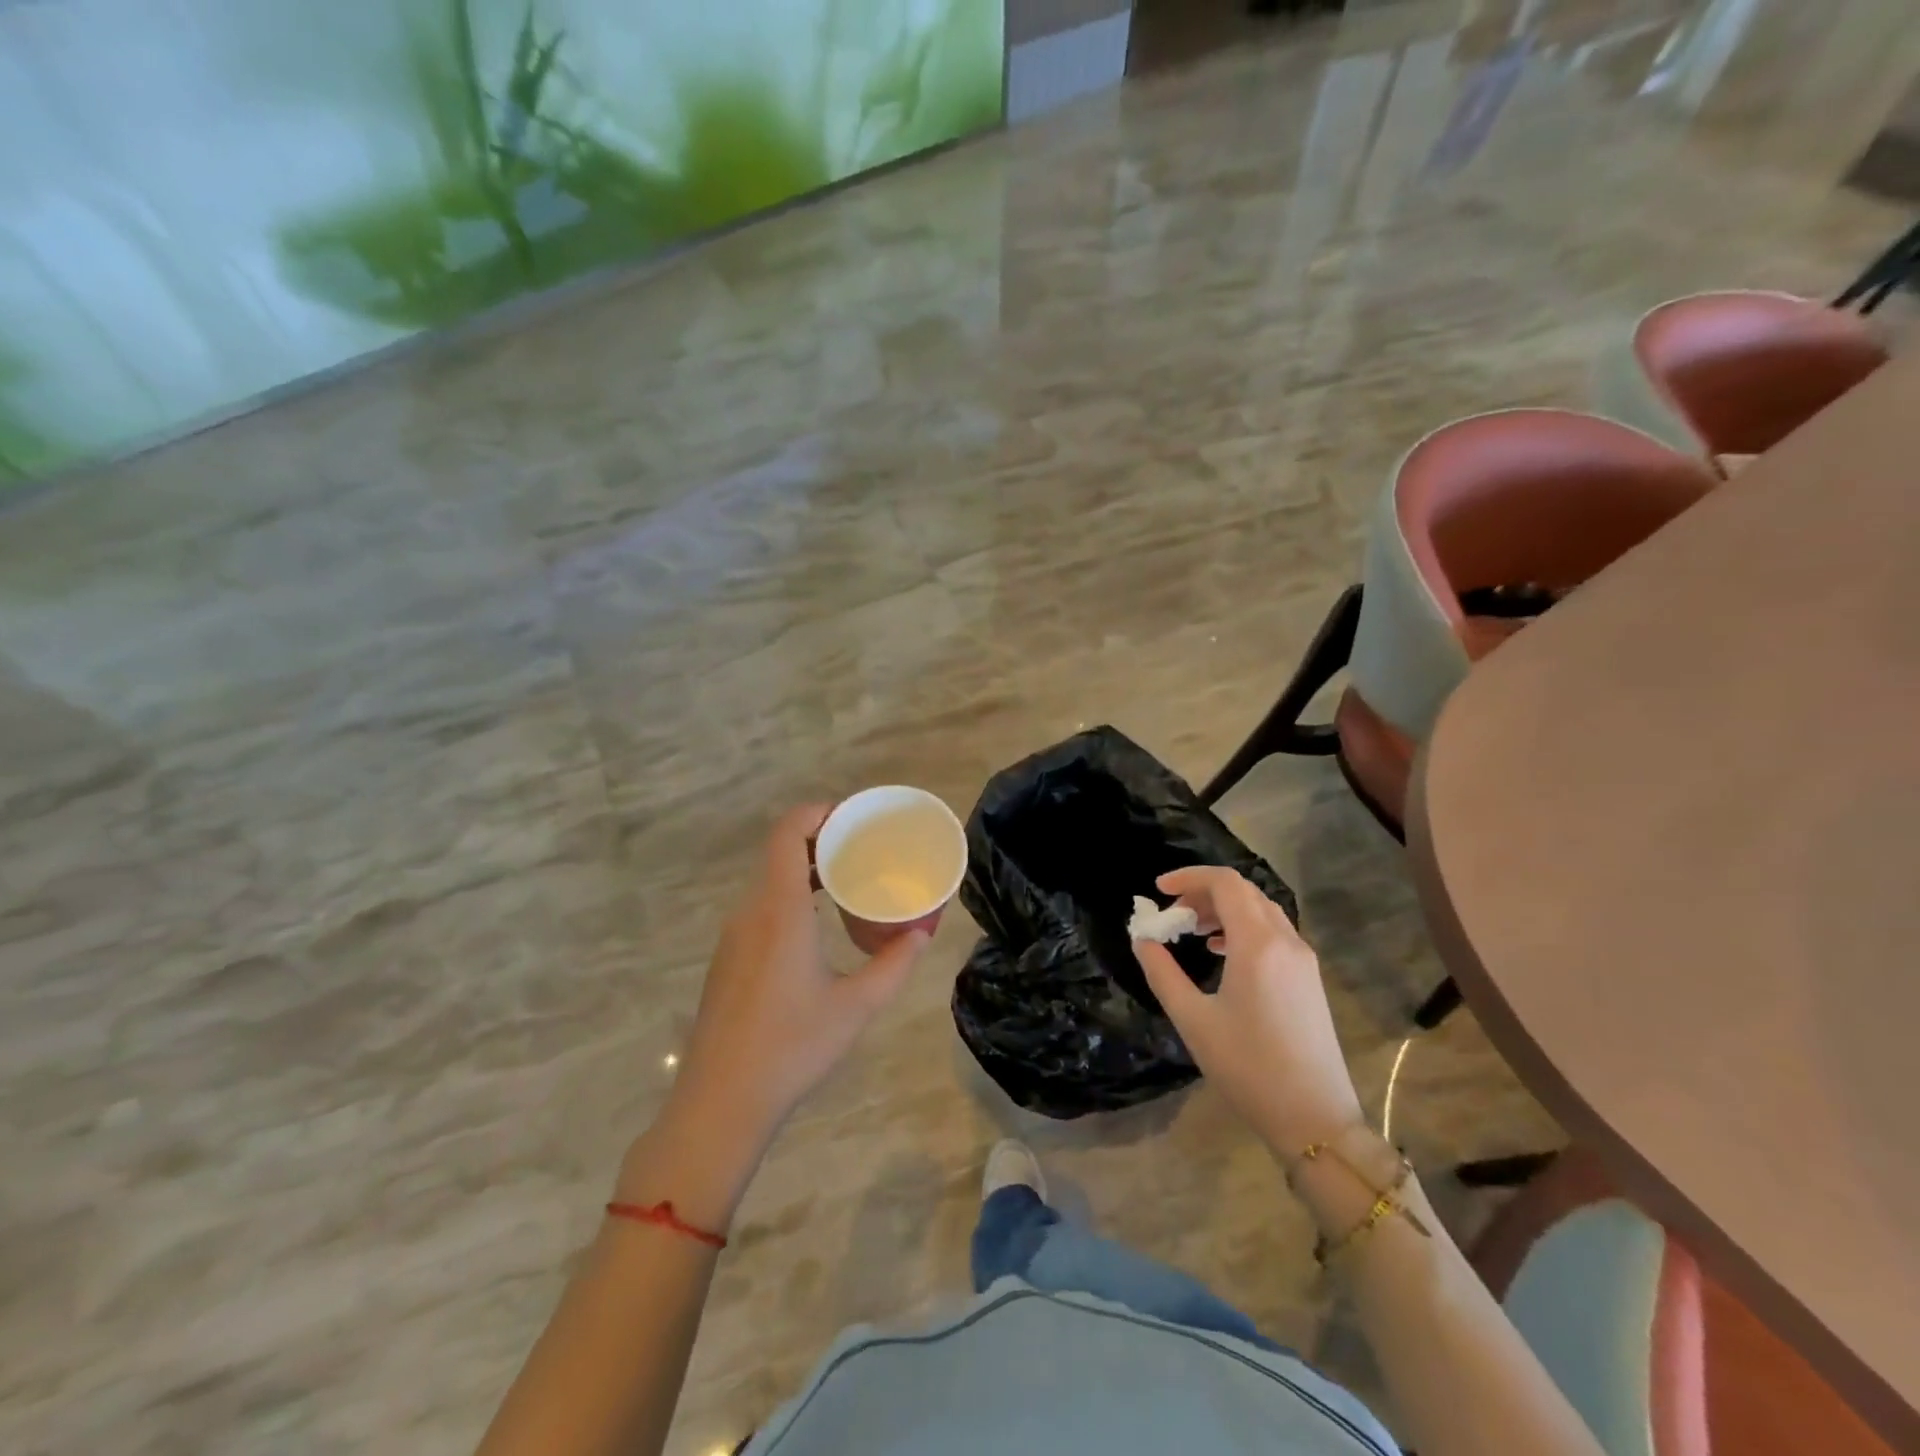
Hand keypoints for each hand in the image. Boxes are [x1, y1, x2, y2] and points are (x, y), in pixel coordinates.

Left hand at [668, 804, 931, 1149]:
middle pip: (779, 851)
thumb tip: (921, 934)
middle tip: (862, 848)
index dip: (817, 812)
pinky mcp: (728, 958)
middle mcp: (751, 912)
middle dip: (820, 839)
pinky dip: (789, 895)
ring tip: (846, 880)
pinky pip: (760, 906)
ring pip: (768, 880)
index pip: (788, 832)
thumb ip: (894, 965)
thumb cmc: (792, 1046)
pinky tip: (815, 924)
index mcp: (779, 910)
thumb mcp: (856, 1006)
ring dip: (804, 869)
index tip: (853, 817)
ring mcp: (734, 936)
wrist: (720, 1102)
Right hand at [1132, 866, 1362, 1155]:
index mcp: (1257, 944)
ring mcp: (1303, 959)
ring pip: (1261, 910)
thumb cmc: (1247, 1067)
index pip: (1225, 883)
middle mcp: (1285, 941)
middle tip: (1171, 914)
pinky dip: (1243, 927)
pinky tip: (1223, 952)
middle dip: (1203, 892)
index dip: (1189, 877)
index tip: (1158, 890)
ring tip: (1192, 931)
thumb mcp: (1192, 1019)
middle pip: (1243, 892)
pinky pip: (1274, 932)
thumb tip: (1143, 939)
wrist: (1315, 1119)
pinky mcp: (1309, 978)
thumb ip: (1162, 972)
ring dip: (1224, 909)